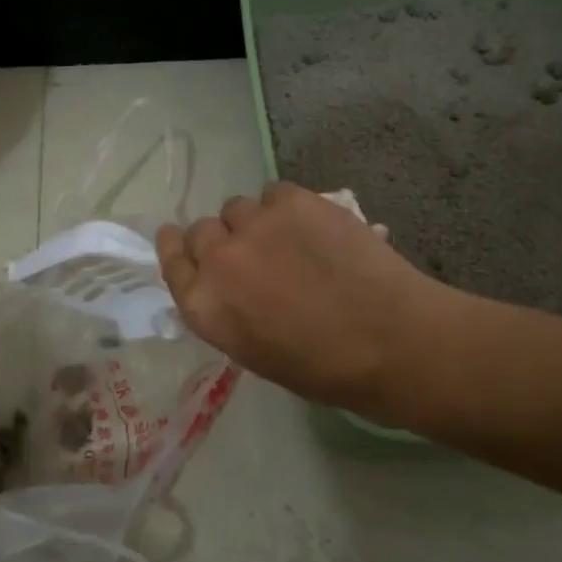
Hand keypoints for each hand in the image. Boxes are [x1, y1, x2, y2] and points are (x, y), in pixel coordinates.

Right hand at [156, 182, 447, 418]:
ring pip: (238, 208)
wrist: (389, 341)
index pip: (171, 261)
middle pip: (201, 231)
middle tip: (253, 254)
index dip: (176, 248)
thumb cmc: (324, 368)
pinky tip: (313, 227)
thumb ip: (228, 311)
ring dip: (255, 223)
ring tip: (289, 240)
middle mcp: (219, 261)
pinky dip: (287, 207)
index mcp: (205, 308)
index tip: (180, 240)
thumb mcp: (255, 352)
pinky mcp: (292, 201)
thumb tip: (232, 284)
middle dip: (221, 241)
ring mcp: (255, 226)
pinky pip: (274, 193)